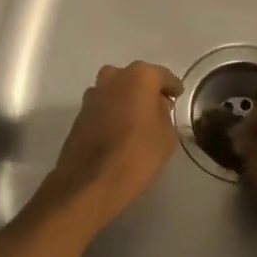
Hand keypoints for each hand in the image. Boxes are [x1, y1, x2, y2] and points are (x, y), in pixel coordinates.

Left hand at [41, 62, 183, 221]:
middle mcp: (113, 77)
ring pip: (114, 90)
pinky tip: (118, 131)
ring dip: (125, 99)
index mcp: (140, 77)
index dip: (172, 87)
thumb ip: (164, 113)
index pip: (163, 76)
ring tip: (135, 120)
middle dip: (145, 89)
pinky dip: (111, 113)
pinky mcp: (79, 113)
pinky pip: (102, 106)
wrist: (93, 180)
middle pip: (134, 78)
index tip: (178, 96)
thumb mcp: (167, 135)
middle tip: (156, 107)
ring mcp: (92, 95)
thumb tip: (156, 107)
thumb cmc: (139, 153)